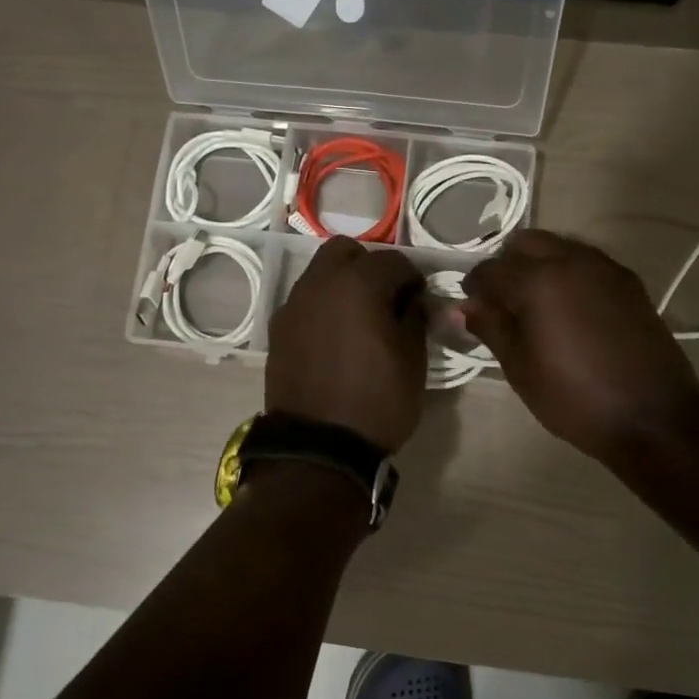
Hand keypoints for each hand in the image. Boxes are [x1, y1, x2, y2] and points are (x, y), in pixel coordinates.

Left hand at [267, 237, 426, 451]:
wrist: (319, 447)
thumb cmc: (377, 400)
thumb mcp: (413, 360)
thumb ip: (416, 318)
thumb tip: (415, 301)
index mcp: (358, 283)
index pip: (394, 261)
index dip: (413, 279)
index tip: (420, 302)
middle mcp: (320, 283)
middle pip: (346, 251)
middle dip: (369, 267)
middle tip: (385, 300)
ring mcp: (294, 305)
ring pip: (320, 273)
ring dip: (342, 284)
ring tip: (359, 320)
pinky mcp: (278, 329)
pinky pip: (305, 302)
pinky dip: (322, 307)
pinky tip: (334, 339)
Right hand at [462, 231, 698, 463]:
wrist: (652, 417)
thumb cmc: (574, 398)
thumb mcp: (520, 368)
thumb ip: (490, 327)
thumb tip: (462, 307)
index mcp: (538, 280)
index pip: (490, 270)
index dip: (473, 288)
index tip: (472, 309)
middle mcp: (571, 260)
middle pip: (526, 243)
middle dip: (507, 265)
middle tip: (503, 302)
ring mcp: (605, 267)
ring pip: (559, 247)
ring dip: (539, 265)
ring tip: (536, 305)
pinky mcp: (629, 282)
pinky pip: (587, 262)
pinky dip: (568, 273)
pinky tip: (569, 309)